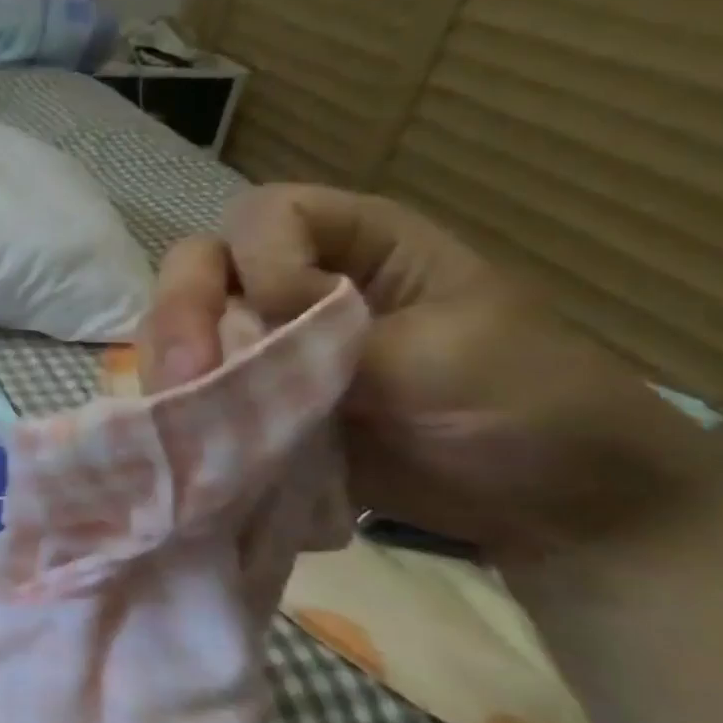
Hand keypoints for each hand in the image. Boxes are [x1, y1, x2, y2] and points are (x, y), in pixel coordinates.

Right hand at [140, 184, 722, 564]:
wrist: (552, 506)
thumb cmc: (528, 406)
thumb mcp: (445, 354)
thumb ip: (335, 333)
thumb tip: (234, 332)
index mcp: (357, 243)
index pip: (266, 216)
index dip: (261, 260)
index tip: (288, 322)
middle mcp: (296, 281)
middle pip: (201, 264)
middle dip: (182, 313)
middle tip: (185, 377)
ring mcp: (268, 343)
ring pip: (181, 327)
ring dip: (171, 365)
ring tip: (181, 417)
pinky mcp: (254, 399)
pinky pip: (192, 387)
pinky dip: (178, 407)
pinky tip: (183, 433)